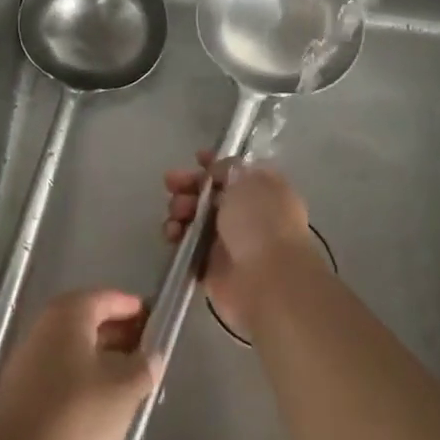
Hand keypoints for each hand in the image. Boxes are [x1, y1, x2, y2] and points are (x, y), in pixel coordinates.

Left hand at [0, 290, 160, 439]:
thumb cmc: (76, 417)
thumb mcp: (124, 390)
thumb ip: (144, 366)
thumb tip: (152, 354)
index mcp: (68, 313)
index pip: (109, 298)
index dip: (136, 309)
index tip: (160, 324)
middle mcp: (44, 327)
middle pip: (90, 321)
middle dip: (121, 335)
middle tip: (150, 356)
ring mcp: (28, 359)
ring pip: (75, 350)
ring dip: (104, 360)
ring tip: (132, 384)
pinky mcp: (21, 392)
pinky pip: (61, 374)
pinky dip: (84, 380)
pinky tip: (102, 406)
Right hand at [163, 152, 314, 330]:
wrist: (267, 282)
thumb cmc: (261, 222)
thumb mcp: (247, 180)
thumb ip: (228, 169)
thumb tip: (217, 171)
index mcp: (263, 190)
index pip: (236, 170)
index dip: (215, 163)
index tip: (196, 158)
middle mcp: (247, 214)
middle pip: (210, 193)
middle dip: (189, 185)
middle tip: (172, 183)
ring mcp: (228, 241)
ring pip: (195, 217)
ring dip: (180, 209)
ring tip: (176, 212)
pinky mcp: (210, 265)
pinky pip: (186, 244)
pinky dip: (176, 235)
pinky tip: (172, 233)